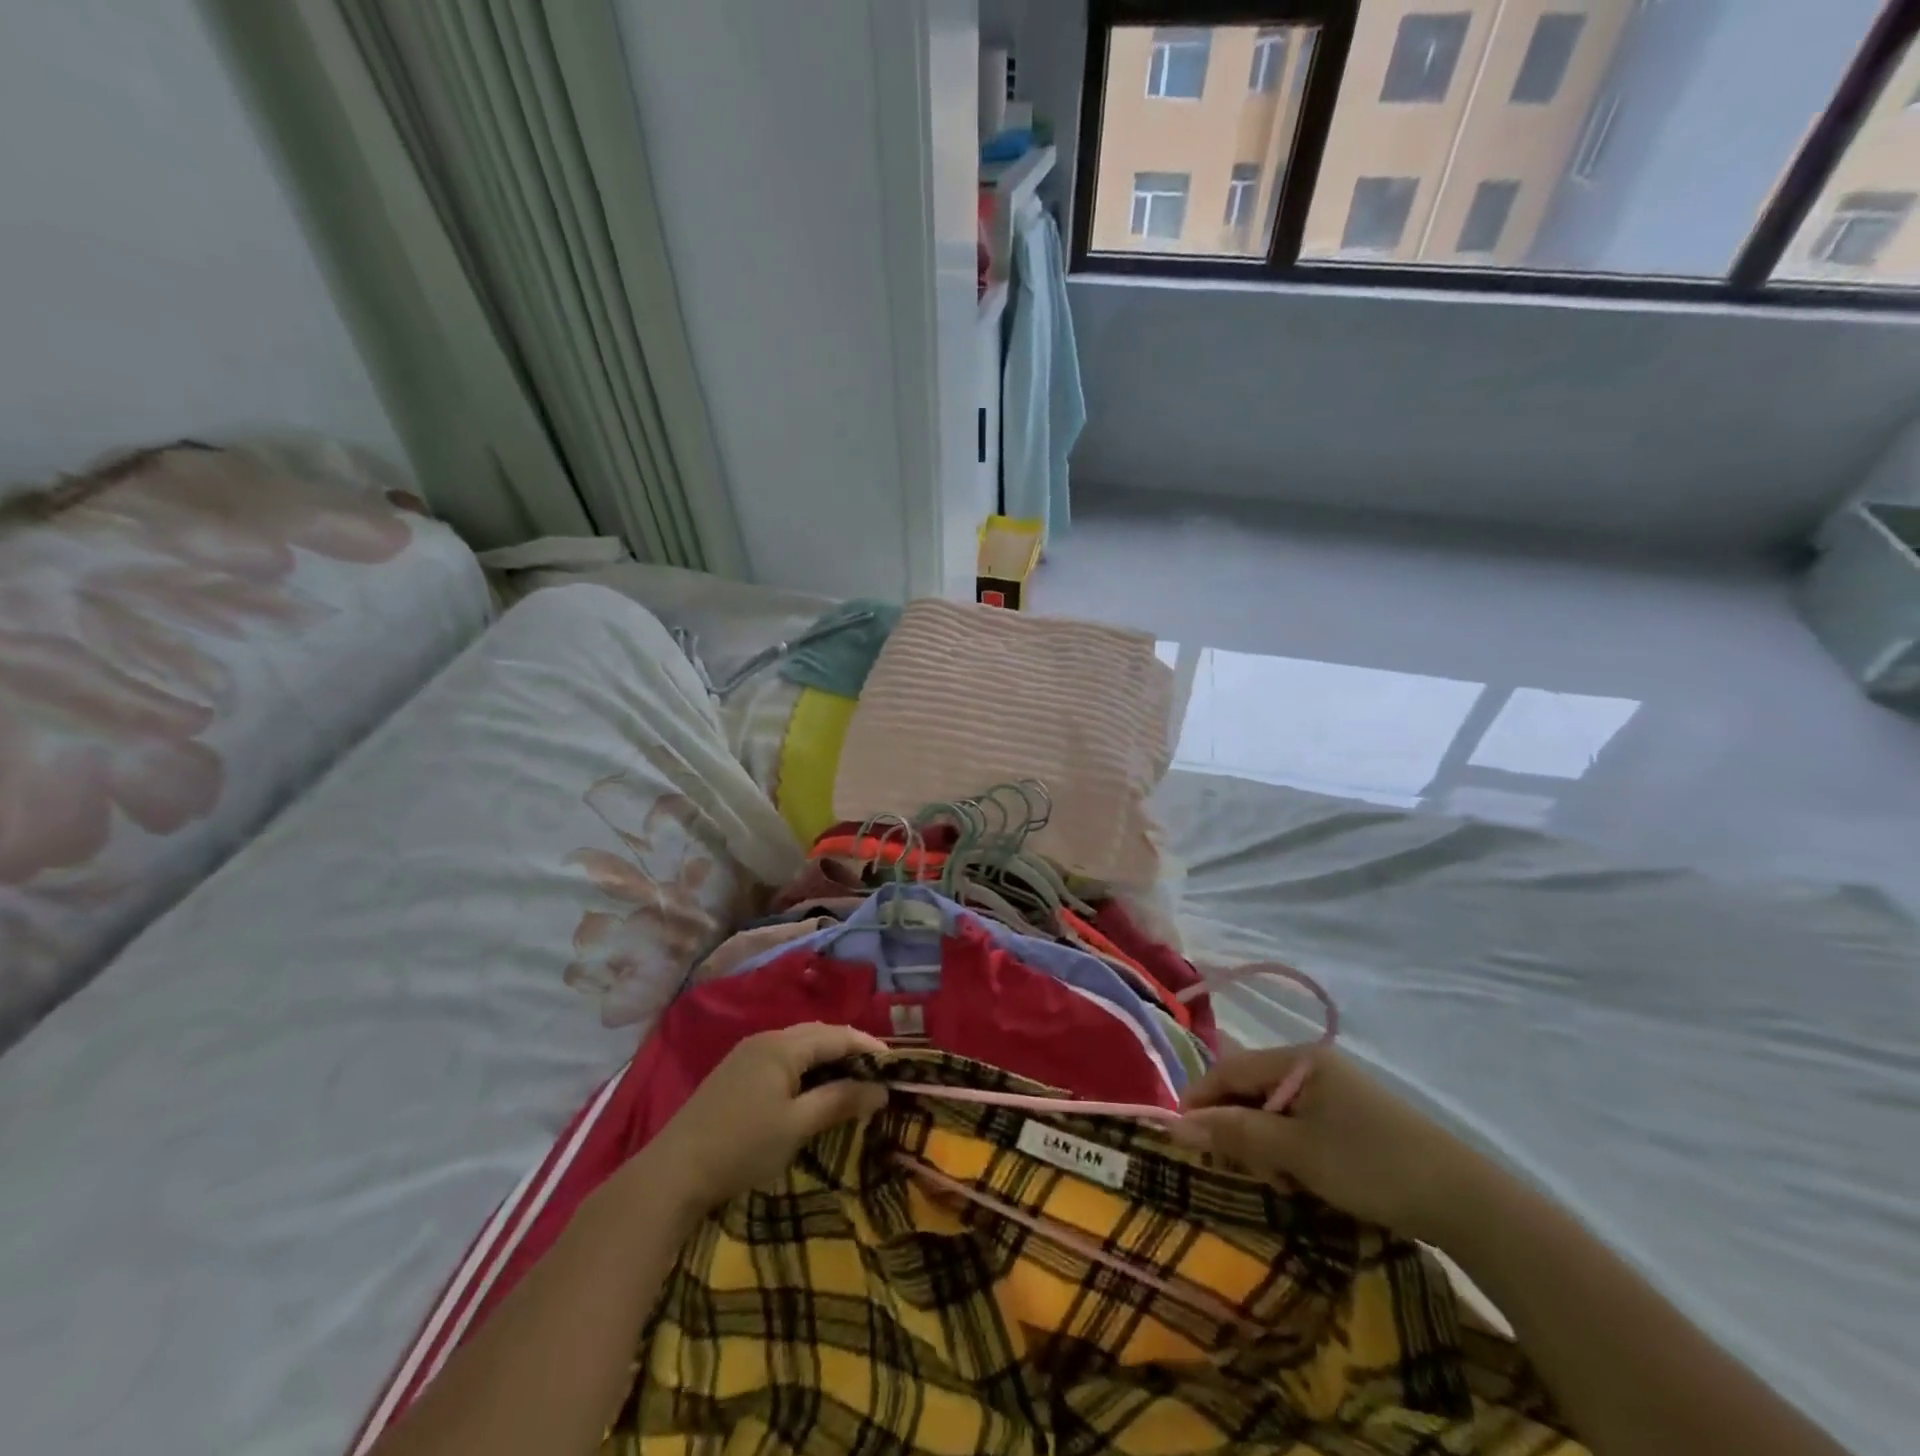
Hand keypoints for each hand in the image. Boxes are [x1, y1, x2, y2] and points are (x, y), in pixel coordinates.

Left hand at [643, 1023, 889, 1213]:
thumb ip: (840, 1101)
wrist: (672, 1173)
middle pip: (818, 1034)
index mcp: (783, 1045)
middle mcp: (766, 1038)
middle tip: (876, 1073)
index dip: (869, 1046)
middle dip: (850, 1049)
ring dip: (827, 1058)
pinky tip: (812, 1088)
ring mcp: (747, 1054)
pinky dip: (806, 1067)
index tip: (895, 1066)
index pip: (837, 1035)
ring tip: (850, 1081)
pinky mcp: (735, 1072)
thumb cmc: (742, 1147)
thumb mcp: (797, 1126)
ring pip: (799, 1044)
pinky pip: (782, 1057)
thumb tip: (881, 1089)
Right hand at [1169, 1047, 1497, 1242]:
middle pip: (1252, 1088)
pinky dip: (1291, 1150)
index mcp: (1299, 1059)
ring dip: (1265, 1144)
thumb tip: (1176, 1123)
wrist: (1467, 1203)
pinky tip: (1304, 1179)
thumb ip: (1235, 1132)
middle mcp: (1314, 1065)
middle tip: (1242, 1169)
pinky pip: (1302, 1124)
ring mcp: (1337, 1091)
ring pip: (1275, 1110)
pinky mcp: (1354, 1118)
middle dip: (1239, 1128)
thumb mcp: (1295, 1151)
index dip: (1201, 1099)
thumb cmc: (1370, 1165)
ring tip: (1281, 1181)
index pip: (1230, 1069)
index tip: (1183, 1136)